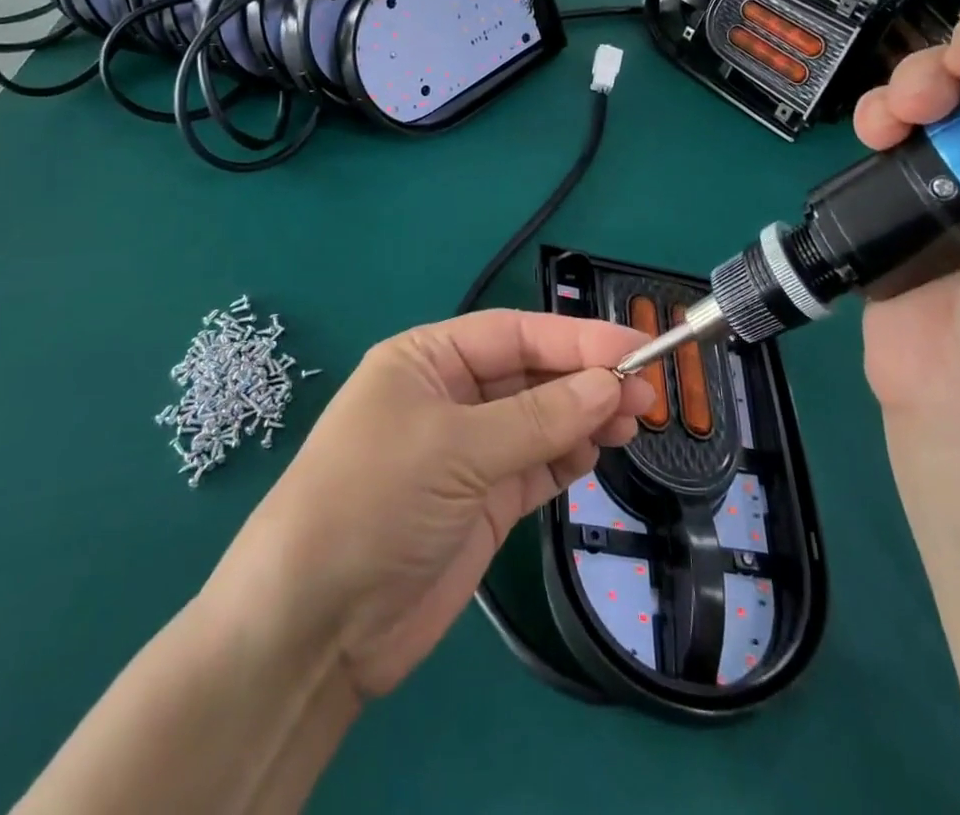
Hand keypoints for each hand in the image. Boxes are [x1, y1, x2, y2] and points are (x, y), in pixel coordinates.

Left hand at [233, 310, 652, 700]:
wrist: (314, 624)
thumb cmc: (374, 500)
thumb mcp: (455, 448)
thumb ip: (538, 417)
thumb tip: (610, 384)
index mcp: (427, 359)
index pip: (513, 334)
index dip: (575, 338)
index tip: (635, 347)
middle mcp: (448, 396)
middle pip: (530, 375)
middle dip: (585, 379)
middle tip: (645, 393)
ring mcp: (466, 452)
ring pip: (539, 420)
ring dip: (584, 417)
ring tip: (634, 421)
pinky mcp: (481, 502)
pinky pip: (535, 466)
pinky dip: (567, 456)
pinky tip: (598, 451)